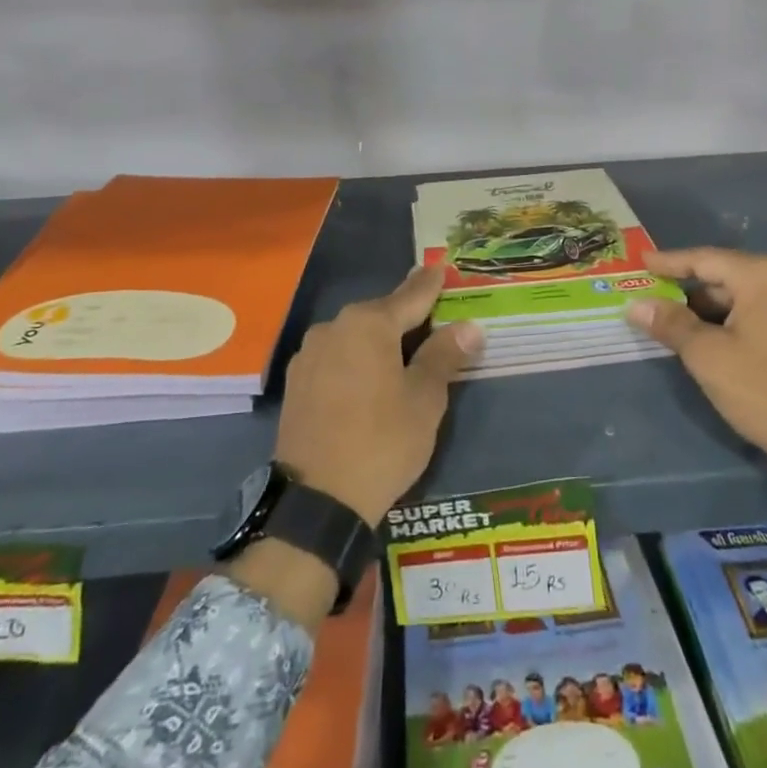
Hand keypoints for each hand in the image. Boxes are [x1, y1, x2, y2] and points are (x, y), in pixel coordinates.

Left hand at [274, 264, 483, 526]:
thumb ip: (444, 356)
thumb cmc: (382, 442)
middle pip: (380, 315)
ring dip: (378, 341)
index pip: (410, 296)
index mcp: (368, 324)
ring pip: (355, 337)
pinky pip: (336, 358)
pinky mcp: (297, 382)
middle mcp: (334, 327)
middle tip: (432, 320)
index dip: (430, 284)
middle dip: (405, 316)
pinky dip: (356, 361)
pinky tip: (368, 381)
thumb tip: (469, 327)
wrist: (317, 499)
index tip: (440, 267)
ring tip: (402, 356)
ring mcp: (310, 354)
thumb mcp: (424, 400)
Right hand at [627, 248, 766, 535]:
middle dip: (690, 291)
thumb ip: (670, 323)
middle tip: (654, 300)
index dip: (670, 262)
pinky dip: (736, 322)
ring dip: (711, 310)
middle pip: (728, 276)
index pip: (706, 259)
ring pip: (746, 297)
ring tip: (676, 325)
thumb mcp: (708, 356)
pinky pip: (765, 314)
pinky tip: (714, 341)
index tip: (641, 263)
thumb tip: (636, 304)